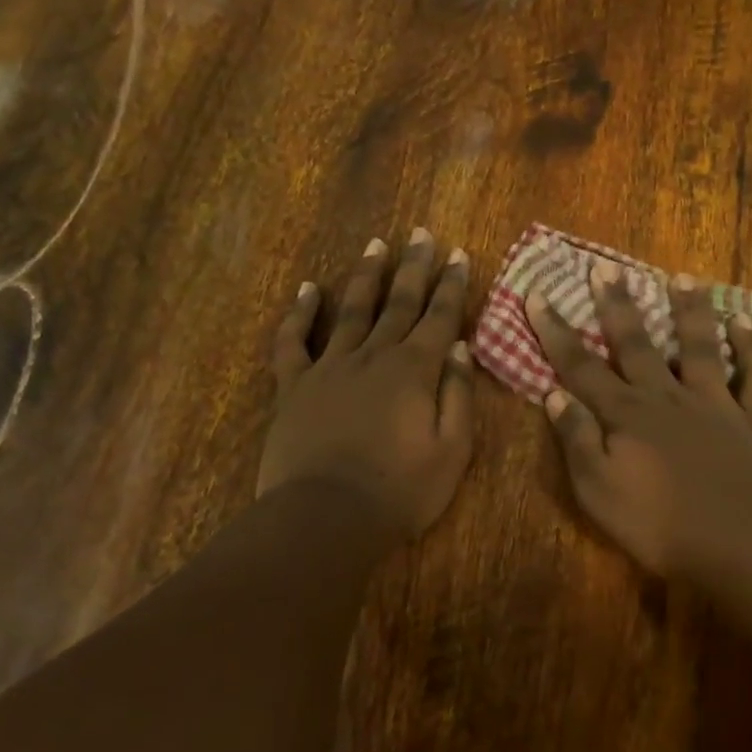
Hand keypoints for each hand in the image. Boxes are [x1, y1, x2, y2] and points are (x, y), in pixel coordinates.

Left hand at [260, 231, 475, 538]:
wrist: (325, 518)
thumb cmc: (399, 491)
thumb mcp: (451, 451)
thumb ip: (458, 395)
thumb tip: (459, 349)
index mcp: (414, 371)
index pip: (439, 317)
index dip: (452, 285)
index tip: (458, 254)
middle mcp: (374, 356)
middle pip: (398, 302)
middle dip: (413, 266)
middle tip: (421, 233)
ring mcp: (330, 367)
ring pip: (352, 310)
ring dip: (365, 276)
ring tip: (376, 246)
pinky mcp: (294, 386)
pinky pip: (293, 341)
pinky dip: (299, 313)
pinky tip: (307, 289)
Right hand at [527, 261, 751, 583]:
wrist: (743, 546)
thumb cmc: (661, 527)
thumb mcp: (599, 492)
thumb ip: (577, 441)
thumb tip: (554, 395)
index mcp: (626, 415)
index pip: (581, 366)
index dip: (555, 331)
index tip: (536, 293)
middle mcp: (668, 397)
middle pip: (636, 344)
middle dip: (617, 305)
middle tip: (604, 268)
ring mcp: (715, 404)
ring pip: (700, 347)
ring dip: (690, 311)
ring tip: (682, 277)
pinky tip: (748, 322)